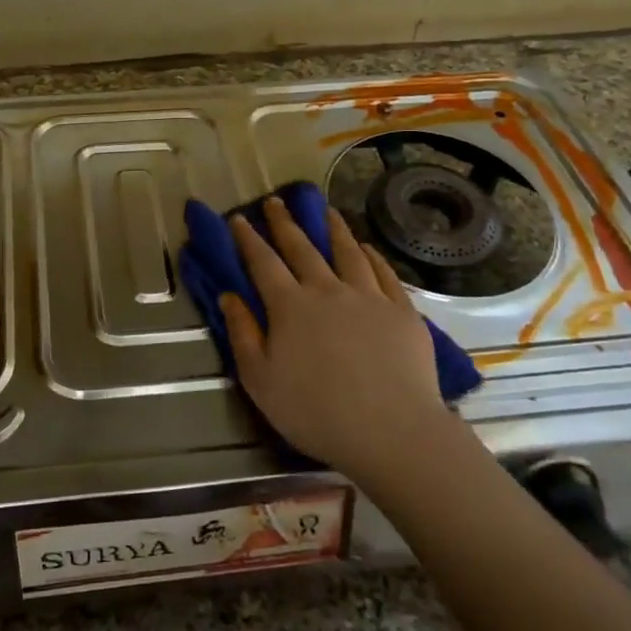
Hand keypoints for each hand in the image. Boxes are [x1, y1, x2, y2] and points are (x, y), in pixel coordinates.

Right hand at [221, 197, 460, 486]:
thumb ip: (242, 334)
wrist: (390, 429)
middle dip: (285, 223)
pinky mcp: (402, 311)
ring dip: (333, 228)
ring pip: (348, 252)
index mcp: (289, 306)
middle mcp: (327, 290)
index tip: (238, 218)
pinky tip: (367, 248)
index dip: (248, 238)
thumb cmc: (315, 411)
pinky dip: (372, 255)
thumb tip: (228, 296)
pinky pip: (384, 272)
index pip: (262, 262)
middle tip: (276, 201)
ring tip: (325, 211)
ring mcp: (369, 297)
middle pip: (303, 248)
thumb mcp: (260, 380)